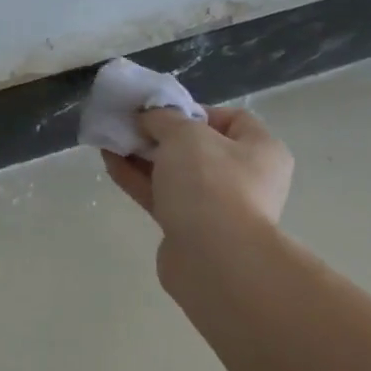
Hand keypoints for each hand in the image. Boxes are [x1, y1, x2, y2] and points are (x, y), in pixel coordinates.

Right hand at [102, 105, 294, 276]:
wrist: (214, 259)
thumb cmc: (211, 184)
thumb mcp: (185, 135)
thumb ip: (163, 118)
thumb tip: (149, 116)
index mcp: (260, 150)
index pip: (231, 119)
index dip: (194, 110)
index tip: (162, 112)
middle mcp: (245, 178)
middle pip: (197, 147)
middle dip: (160, 135)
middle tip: (130, 125)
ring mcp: (217, 207)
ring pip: (175, 173)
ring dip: (143, 156)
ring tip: (111, 140)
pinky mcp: (189, 229)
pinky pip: (161, 196)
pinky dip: (138, 179)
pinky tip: (110, 163)